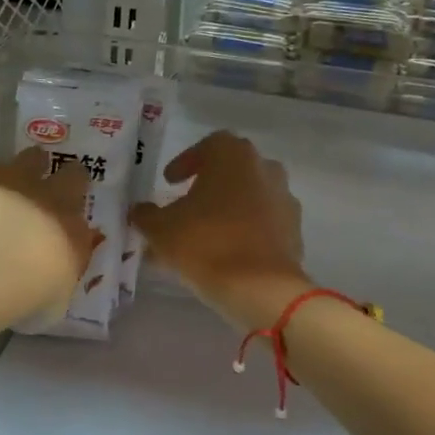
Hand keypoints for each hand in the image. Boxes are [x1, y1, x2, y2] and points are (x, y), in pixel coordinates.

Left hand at [0, 148, 99, 320]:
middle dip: (68, 179)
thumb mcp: (51, 300)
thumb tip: (52, 274)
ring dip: (29, 166)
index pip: (85, 222)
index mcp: (75, 233)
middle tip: (56, 186)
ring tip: (16, 179)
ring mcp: (19, 181)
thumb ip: (56, 279)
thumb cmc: (26, 292)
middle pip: (73, 177)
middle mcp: (53, 201)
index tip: (69, 227)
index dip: (77, 221)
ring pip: (33, 159)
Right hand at [130, 132, 310, 329]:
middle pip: (233, 170)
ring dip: (228, 209)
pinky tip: (226, 253)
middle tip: (186, 206)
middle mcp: (265, 169)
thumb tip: (140, 211)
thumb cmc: (205, 244)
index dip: (186, 162)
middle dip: (209, 186)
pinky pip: (264, 224)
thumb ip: (146, 215)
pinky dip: (246, 231)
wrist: (261, 288)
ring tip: (204, 235)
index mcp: (234, 156)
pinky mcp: (294, 231)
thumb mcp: (161, 230)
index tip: (170, 182)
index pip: (208, 146)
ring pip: (250, 197)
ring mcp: (284, 200)